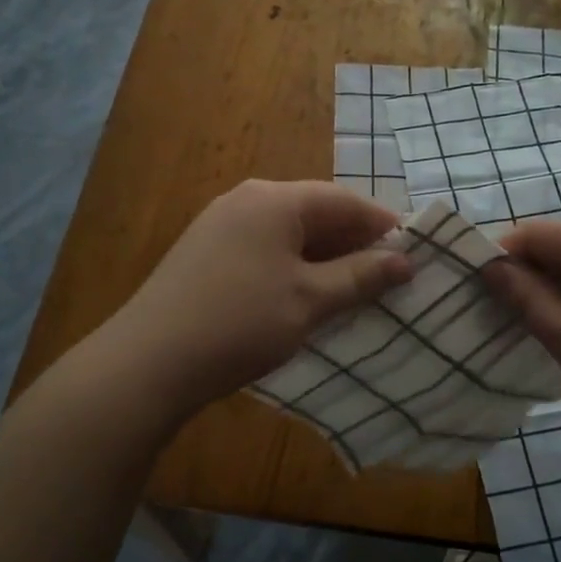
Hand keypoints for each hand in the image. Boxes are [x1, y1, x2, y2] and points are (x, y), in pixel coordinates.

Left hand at [103, 180, 413, 411]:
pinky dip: (292, 266)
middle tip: (386, 277)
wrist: (149, 362)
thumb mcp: (310, 300)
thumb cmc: (241, 322)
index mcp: (275, 200)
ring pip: (288, 233)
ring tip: (351, 290)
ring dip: (323, 257)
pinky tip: (303, 296)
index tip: (412, 254)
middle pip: (315, 212)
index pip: (343, 201)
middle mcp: (246, 199)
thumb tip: (406, 260)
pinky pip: (263, 248)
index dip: (381, 225)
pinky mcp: (204, 252)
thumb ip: (360, 276)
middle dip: (353, 243)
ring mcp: (220, 224)